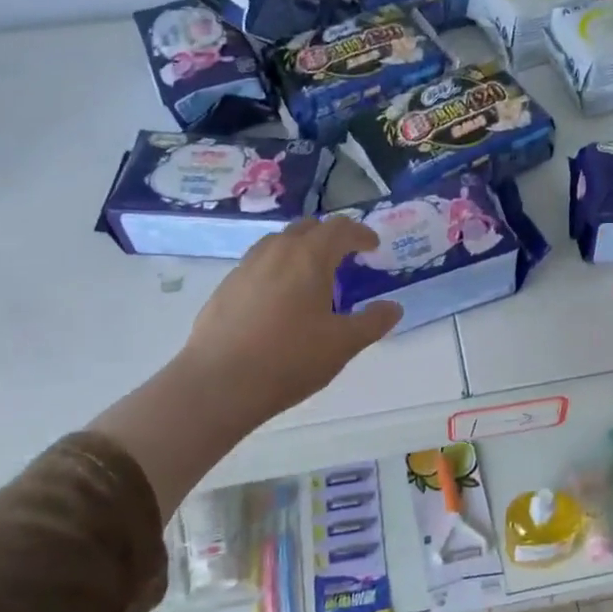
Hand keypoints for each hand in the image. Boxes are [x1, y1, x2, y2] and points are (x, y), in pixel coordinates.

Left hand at [93, 217, 401, 510]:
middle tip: (345, 258)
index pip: (340, 229)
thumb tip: (393, 307)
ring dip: (300, 250)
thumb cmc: (290, 359)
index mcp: (310, 257)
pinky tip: (279, 300)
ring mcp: (245, 267)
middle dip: (330, 237)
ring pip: (278, 243)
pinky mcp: (225, 288)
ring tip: (311, 277)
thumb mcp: (343, 344)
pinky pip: (258, 264)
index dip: (361, 234)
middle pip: (307, 228)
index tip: (372, 246)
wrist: (219, 384)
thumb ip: (373, 322)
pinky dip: (277, 269)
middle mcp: (276, 251)